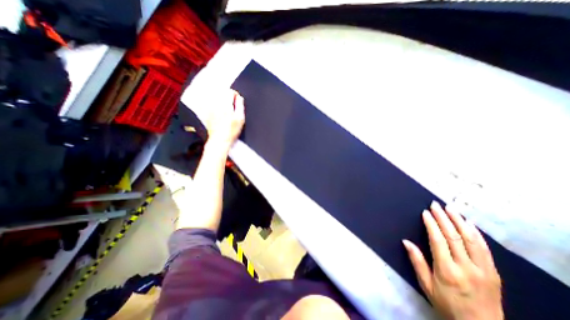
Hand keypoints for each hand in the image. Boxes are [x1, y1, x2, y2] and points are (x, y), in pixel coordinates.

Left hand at [207, 88, 245, 149]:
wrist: (220, 139)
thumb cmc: (231, 131)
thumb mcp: (241, 118)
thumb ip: (240, 105)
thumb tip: (239, 97)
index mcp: (225, 104)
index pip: (230, 91)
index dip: (235, 95)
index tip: (238, 100)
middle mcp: (216, 104)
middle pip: (222, 92)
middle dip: (228, 96)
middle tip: (233, 105)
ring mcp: (210, 108)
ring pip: (216, 96)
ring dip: (222, 99)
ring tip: (226, 108)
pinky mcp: (206, 112)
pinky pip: (210, 103)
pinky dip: (215, 104)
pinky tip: (220, 111)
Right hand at [400, 202, 501, 319]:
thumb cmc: (447, 304)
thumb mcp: (426, 285)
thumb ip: (417, 261)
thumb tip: (405, 241)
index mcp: (447, 271)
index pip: (438, 241)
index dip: (431, 224)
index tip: (425, 212)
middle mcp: (466, 268)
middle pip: (454, 236)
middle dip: (444, 218)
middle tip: (436, 205)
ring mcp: (483, 270)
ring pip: (471, 239)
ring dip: (460, 221)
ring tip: (451, 208)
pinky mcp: (494, 273)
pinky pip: (484, 249)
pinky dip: (476, 233)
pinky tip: (469, 223)